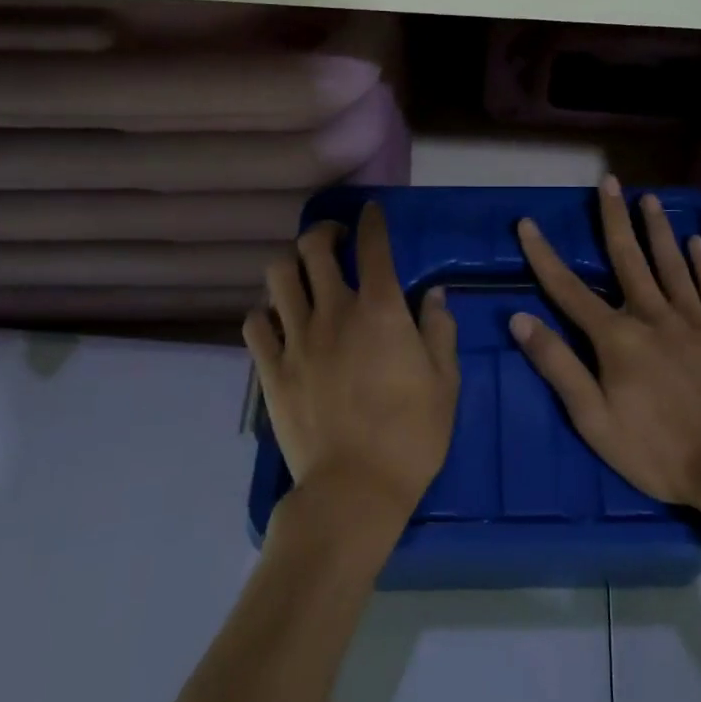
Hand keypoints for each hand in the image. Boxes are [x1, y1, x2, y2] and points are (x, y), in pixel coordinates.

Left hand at [244, 202, 459, 530]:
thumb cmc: (412, 435)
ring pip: (278, 276)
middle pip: (314, 248)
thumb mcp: (445, 382)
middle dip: (325, 232)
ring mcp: (297, 338)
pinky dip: (266, 313)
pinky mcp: (271, 368)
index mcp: (381, 310)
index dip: (372, 221)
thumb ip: (440, 330)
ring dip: (291, 265)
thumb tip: (434, 294)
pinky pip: (255, 322)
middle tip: (336, 241)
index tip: (371, 212)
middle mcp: (334, 311)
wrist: (354, 489)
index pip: (373, 246)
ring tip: (303, 276)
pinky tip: (279, 321)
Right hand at [512, 176, 700, 514]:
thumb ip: (558, 366)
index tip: (528, 223)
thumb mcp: (595, 420)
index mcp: (617, 339)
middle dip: (614, 218)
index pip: (569, 289)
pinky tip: (697, 242)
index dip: (545, 256)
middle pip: (628, 259)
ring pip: (672, 264)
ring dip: (658, 229)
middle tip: (609, 181)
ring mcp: (696, 321)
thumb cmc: (661, 453)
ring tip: (650, 198)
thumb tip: (520, 319)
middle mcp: (654, 317)